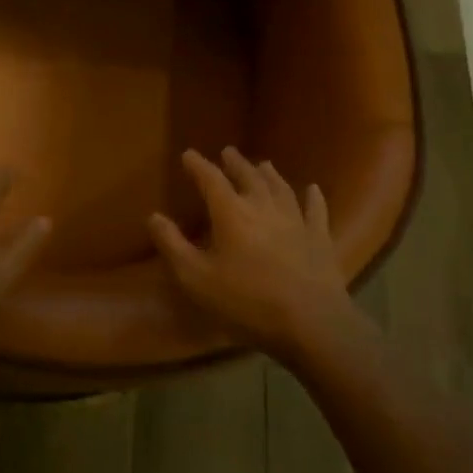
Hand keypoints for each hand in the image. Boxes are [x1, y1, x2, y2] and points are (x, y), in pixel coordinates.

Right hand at [148, 147, 352, 360]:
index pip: (211, 179)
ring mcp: (296, 220)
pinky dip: (313, 197)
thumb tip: (153, 216)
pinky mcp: (320, 237)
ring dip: (269, 174)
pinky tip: (313, 189)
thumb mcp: (196, 278)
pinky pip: (315, 210)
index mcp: (231, 213)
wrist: (311, 321)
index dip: (198, 165)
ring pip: (280, 187)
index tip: (188, 154)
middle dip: (235, 163)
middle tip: (228, 151)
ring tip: (263, 164)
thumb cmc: (247, 301)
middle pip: (248, 176)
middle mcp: (263, 206)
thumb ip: (173, 245)